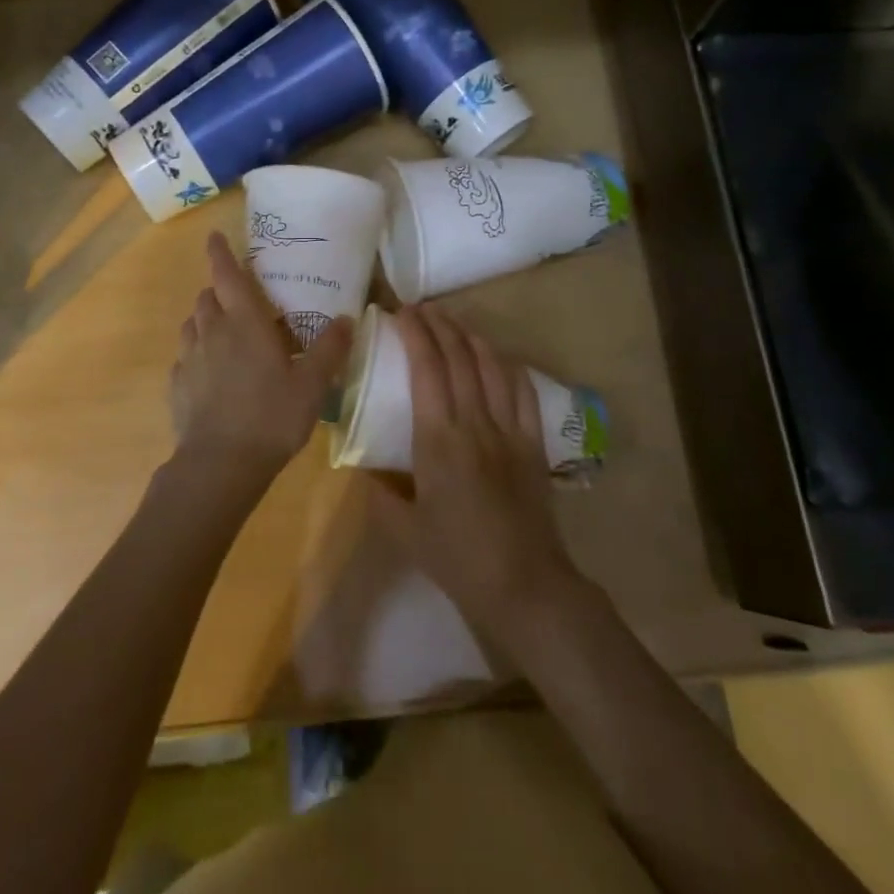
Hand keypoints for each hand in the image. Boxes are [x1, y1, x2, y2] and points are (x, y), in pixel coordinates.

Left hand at [167, 232, 353, 502]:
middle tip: (239, 300)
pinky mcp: (177, 386)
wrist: (221, 464)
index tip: (214, 236)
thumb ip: (329, 349)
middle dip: (219, 291)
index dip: (220, 253)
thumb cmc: (271, 416)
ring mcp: (189, 359)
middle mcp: (212, 332)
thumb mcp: (312, 384)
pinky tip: (210, 374)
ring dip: (206, 320)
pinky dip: (196, 355)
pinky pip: (184, 358)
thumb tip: (346, 319)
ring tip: (225, 335)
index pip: (227, 275)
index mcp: (244, 323)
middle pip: (207, 297)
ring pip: (192, 325)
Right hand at [368, 305, 581, 646]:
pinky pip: (523, 392)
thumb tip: (360, 466)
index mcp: (439, 440)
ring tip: (454, 322)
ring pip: (492, 367)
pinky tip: (497, 357)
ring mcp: (509, 430)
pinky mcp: (533, 442)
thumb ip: (378, 492)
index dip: (415, 334)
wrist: (523, 584)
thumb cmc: (456, 558)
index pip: (427, 369)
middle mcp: (475, 423)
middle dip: (440, 325)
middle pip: (459, 357)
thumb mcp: (403, 529)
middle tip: (422, 308)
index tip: (401, 313)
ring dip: (472, 337)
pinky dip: (508, 366)